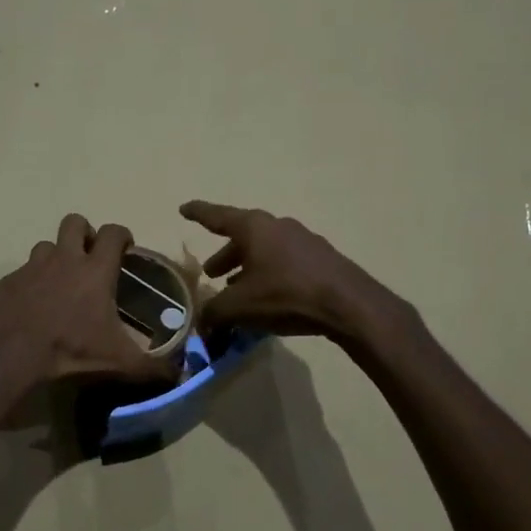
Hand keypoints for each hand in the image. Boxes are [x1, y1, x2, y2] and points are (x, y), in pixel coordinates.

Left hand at [0, 214, 178, 386]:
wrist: (11, 353)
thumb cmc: (71, 349)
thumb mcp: (118, 361)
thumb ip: (151, 367)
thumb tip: (180, 376)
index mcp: (95, 270)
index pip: (112, 233)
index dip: (122, 235)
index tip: (125, 248)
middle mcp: (64, 259)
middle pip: (75, 222)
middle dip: (84, 233)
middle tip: (90, 257)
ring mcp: (32, 268)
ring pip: (46, 245)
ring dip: (56, 256)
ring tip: (61, 281)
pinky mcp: (8, 282)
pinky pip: (23, 272)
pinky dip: (31, 282)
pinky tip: (34, 305)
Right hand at [180, 200, 393, 341]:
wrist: (347, 303)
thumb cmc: (285, 295)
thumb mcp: (240, 307)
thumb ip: (214, 312)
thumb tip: (202, 321)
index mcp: (254, 228)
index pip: (217, 216)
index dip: (198, 213)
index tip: (184, 209)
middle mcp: (278, 226)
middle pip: (243, 237)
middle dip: (225, 254)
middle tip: (211, 273)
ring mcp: (303, 240)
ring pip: (265, 251)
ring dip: (248, 267)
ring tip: (237, 288)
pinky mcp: (320, 259)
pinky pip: (285, 263)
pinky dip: (269, 275)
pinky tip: (268, 297)